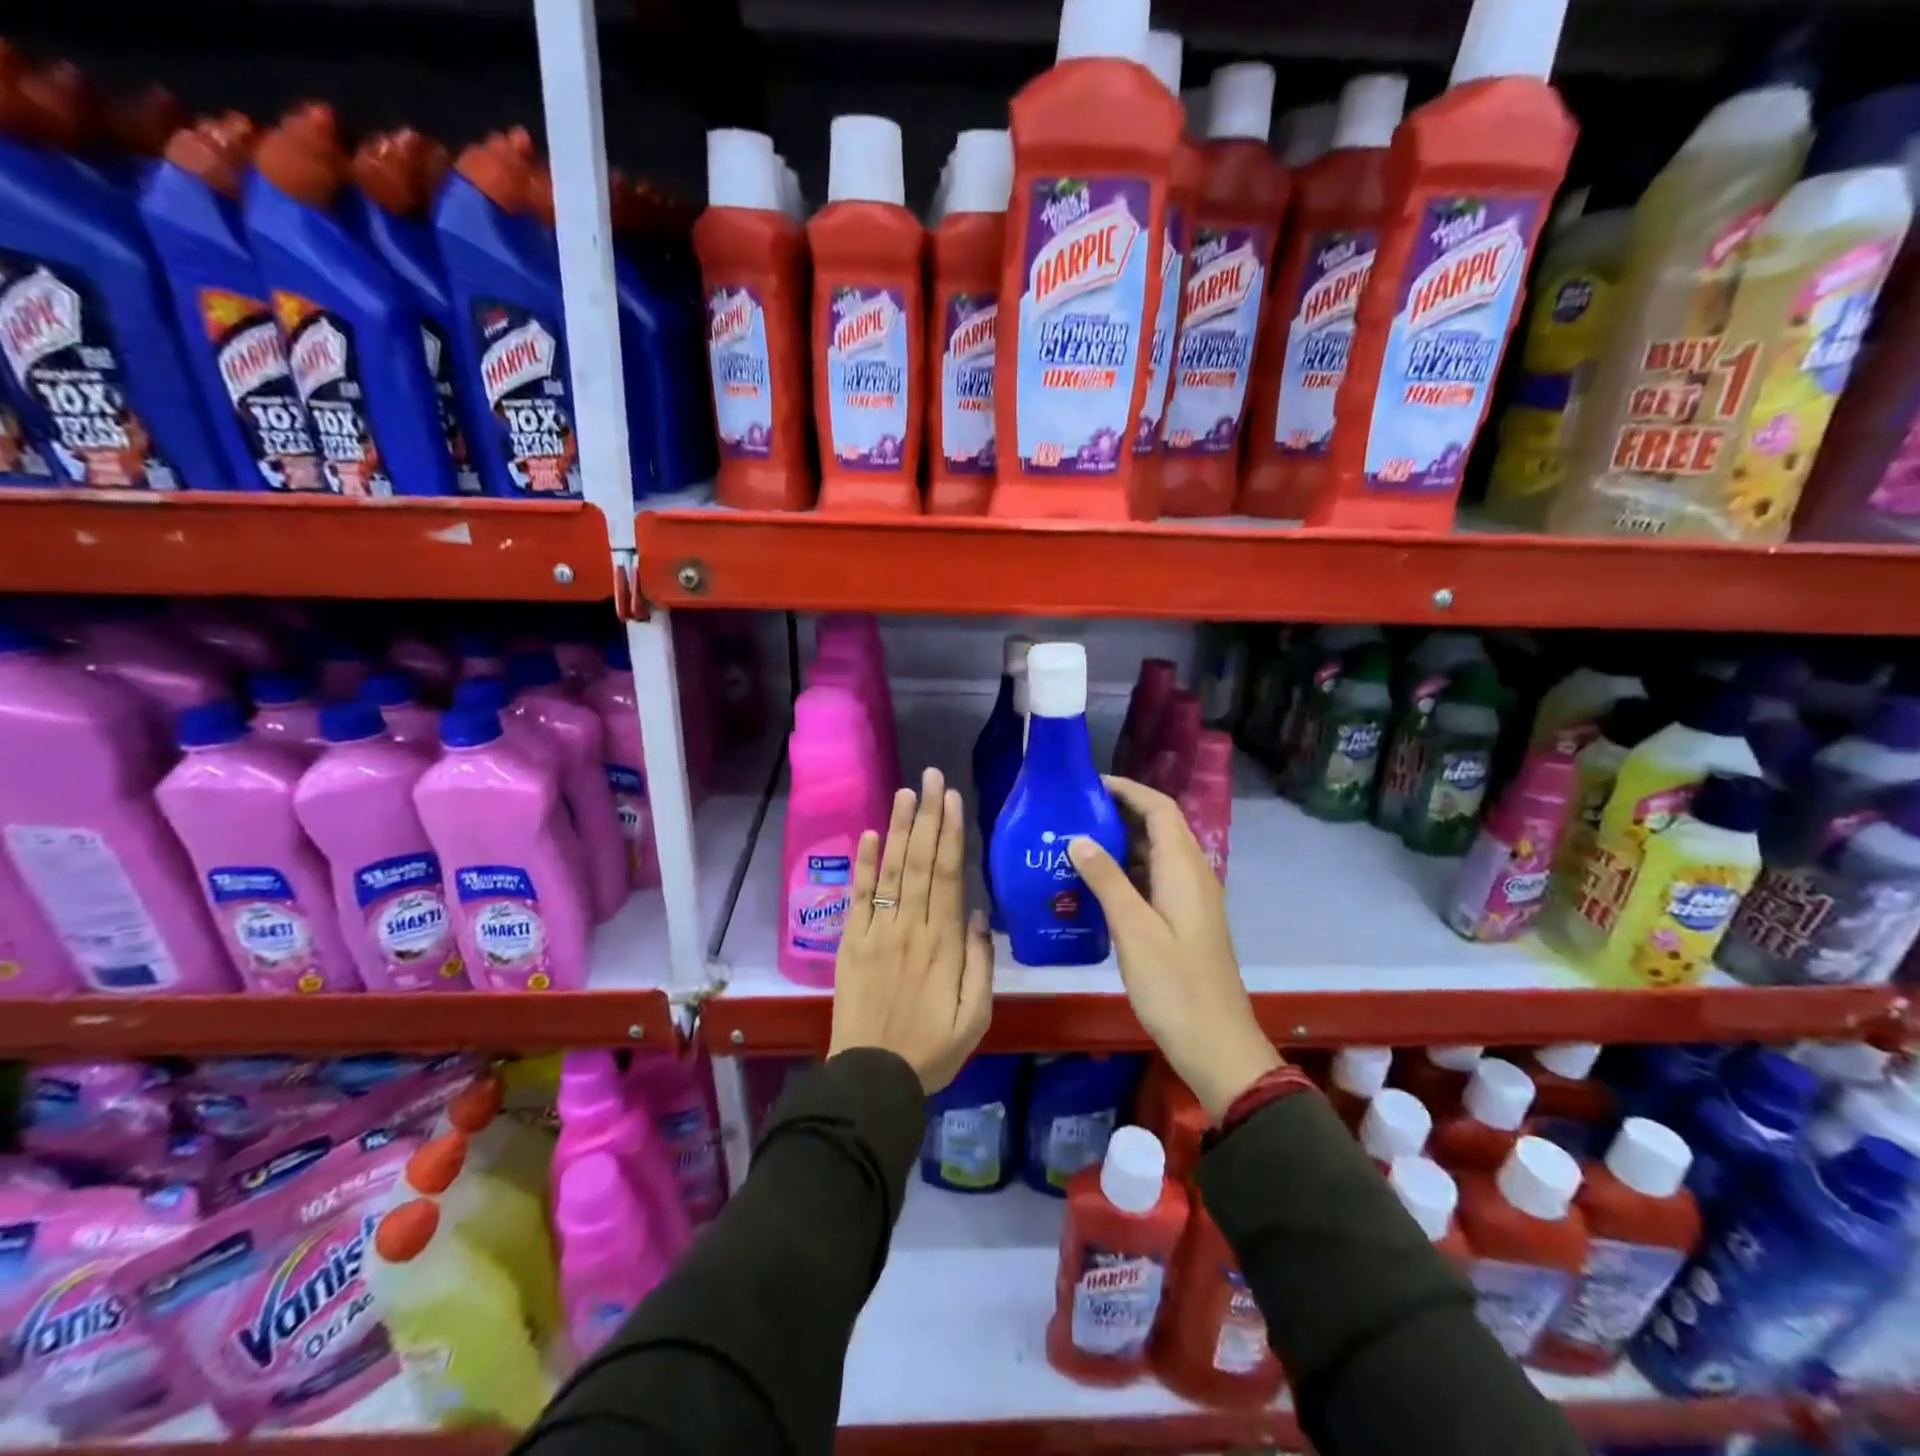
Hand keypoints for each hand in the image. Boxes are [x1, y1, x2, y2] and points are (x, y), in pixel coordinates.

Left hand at [828, 768, 994, 1093]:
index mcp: (944, 945)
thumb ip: (981, 963)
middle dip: (927, 817)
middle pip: (920, 863)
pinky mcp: (851, 943)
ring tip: (905, 792)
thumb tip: (979, 913)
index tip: (952, 799)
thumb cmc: (932, 1049)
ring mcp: (877, 933)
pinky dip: (864, 865)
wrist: (872, 1078)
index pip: (949, 876)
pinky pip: (859, 897)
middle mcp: (911, 928)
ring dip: (899, 829)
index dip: (950, 834)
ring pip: (891, 871)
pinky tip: (871, 834)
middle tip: (930, 777)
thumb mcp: (976, 1017)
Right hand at [1068, 775, 1279, 1121]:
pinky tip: (1095, 885)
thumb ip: (1107, 880)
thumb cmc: (1175, 986)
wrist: (1217, 1045)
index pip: (1160, 809)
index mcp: (1185, 870)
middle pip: (1159, 827)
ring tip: (1076, 842)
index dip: (1128, 790)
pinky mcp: (1185, 922)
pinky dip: (1127, 872)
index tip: (1089, 784)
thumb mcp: (1134, 930)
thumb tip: (1078, 837)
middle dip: (1119, 813)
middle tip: (1073, 813)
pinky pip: (1155, 880)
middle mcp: (1193, 876)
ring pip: (1156, 855)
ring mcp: (1191, 900)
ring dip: (1121, 843)